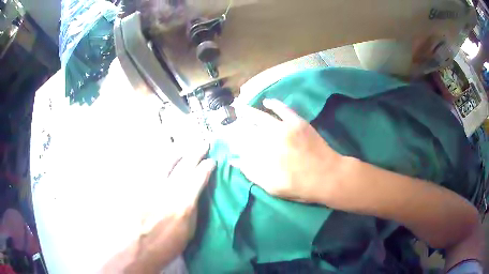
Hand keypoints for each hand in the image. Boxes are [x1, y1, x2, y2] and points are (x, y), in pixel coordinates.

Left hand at [123, 142, 215, 272]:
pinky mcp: (139, 187)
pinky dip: (160, 162)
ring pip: (165, 162)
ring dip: (177, 153)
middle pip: (184, 165)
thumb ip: (193, 209)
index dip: (207, 167)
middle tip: (203, 143)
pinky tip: (163, 160)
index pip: (198, 178)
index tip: (212, 161)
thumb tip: (196, 194)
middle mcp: (167, 191)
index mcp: (183, 204)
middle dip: (195, 152)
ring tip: (183, 149)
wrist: (137, 248)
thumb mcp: (188, 231)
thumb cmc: (167, 245)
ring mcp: (151, 186)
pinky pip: (151, 168)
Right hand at [226, 99, 342, 202]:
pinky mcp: (297, 122)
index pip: (240, 145)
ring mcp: (283, 129)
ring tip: (238, 106)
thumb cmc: (300, 186)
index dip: (232, 141)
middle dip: (236, 125)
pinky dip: (274, 103)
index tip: (227, 139)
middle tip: (229, 122)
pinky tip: (266, 101)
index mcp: (262, 157)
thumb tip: (234, 161)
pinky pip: (283, 109)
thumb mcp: (272, 187)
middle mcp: (269, 140)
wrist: (327, 176)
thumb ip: (251, 173)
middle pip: (247, 129)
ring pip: (260, 117)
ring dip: (248, 111)